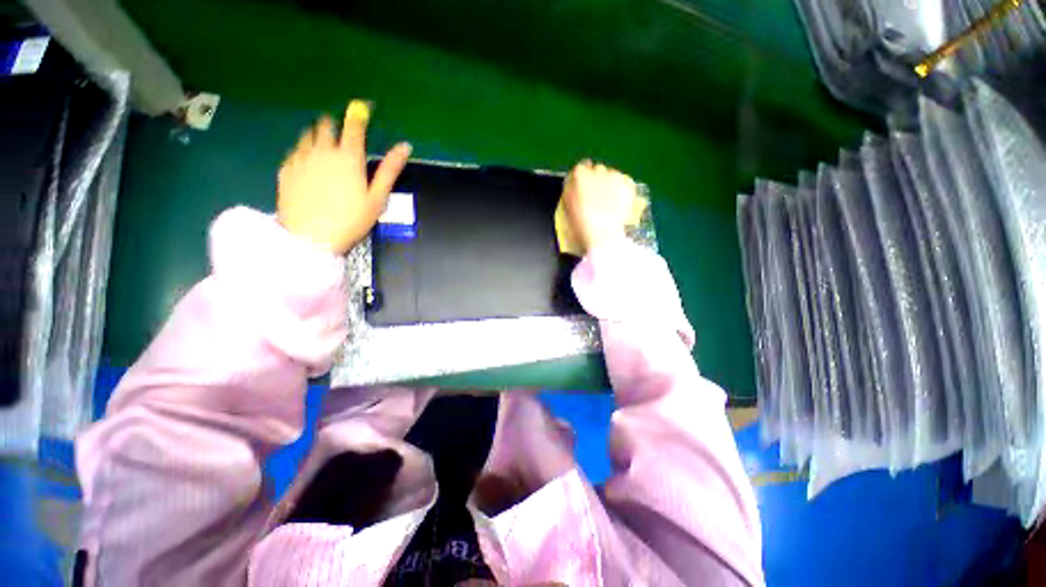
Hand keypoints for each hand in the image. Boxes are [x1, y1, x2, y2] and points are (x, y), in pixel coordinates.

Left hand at [277, 100, 411, 253]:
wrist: (311, 238)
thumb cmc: (351, 220)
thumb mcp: (377, 197)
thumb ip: (389, 169)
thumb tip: (405, 146)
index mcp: (348, 158)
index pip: (354, 128)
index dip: (358, 115)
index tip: (361, 107)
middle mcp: (322, 151)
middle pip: (326, 126)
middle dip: (334, 125)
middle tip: (341, 133)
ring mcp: (300, 159)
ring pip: (307, 135)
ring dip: (317, 135)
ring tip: (324, 148)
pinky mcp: (286, 170)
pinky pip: (295, 151)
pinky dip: (303, 151)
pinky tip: (308, 164)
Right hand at [561, 160, 636, 253]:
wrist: (603, 234)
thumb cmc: (581, 223)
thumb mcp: (568, 206)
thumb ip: (570, 190)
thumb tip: (573, 182)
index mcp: (580, 176)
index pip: (580, 169)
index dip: (581, 179)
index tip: (583, 188)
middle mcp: (597, 171)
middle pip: (597, 170)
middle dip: (596, 179)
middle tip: (597, 196)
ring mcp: (614, 176)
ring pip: (611, 175)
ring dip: (609, 184)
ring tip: (609, 201)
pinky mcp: (628, 183)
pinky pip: (624, 182)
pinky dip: (621, 189)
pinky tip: (618, 202)